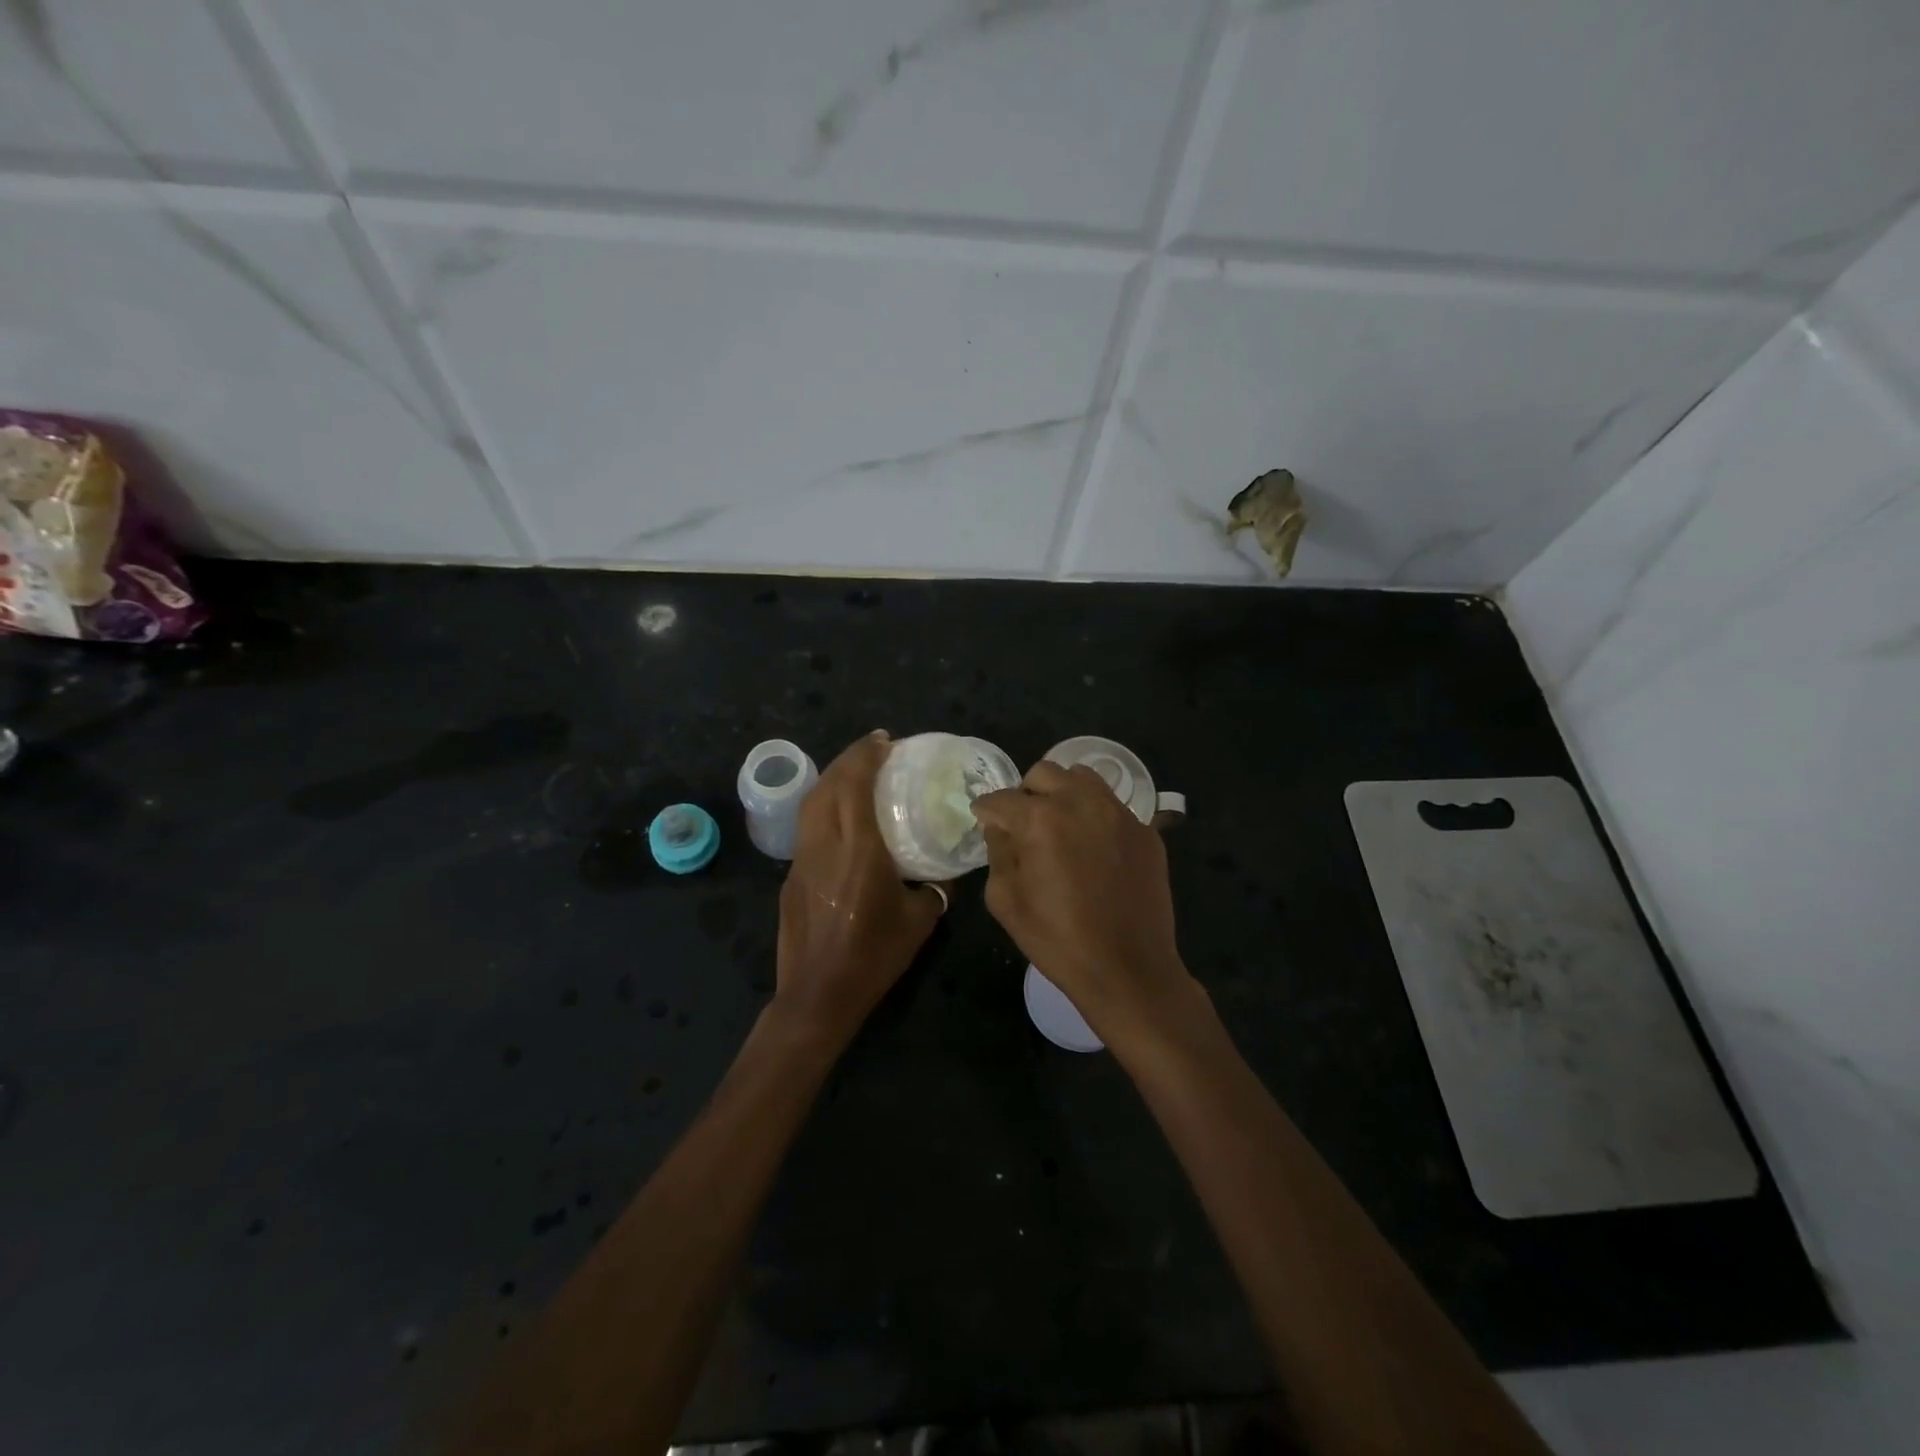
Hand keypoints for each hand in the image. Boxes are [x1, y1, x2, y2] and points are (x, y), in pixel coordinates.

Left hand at [775, 731, 945, 1043]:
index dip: (866, 755)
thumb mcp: (920, 920)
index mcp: (859, 850)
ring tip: (855, 775)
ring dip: (832, 779)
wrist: (819, 995)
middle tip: (874, 750)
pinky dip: (823, 809)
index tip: (884, 740)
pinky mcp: (790, 877)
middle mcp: (825, 844)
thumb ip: (936, 887)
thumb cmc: (874, 956)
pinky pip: (807, 828)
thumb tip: (946, 869)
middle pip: (828, 785)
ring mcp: (801, 860)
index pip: (855, 784)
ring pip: (811, 804)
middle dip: (849, 758)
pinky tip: (840, 820)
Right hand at [971, 762, 1202, 1053]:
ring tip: (1060, 825)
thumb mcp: (1006, 901)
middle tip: (1023, 823)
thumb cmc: (1058, 940)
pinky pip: (1112, 807)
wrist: (1129, 970)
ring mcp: (1119, 813)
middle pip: (1043, 773)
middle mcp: (1081, 803)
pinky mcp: (1146, 830)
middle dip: (1025, 793)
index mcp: (1040, 820)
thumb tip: (1000, 828)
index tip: (984, 820)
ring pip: (1082, 778)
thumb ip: (997, 853)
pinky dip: (1095, 816)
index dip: (986, 810)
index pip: (1001, 799)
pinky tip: (1094, 849)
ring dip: (1063, 793)